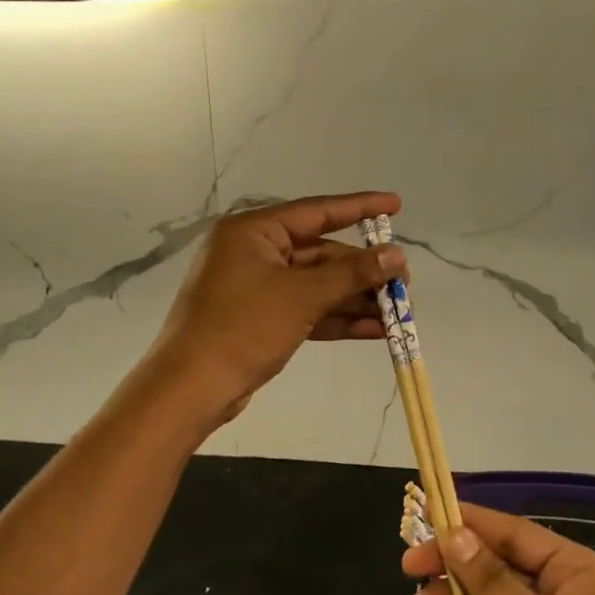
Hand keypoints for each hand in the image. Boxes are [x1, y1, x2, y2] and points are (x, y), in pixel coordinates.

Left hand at [146, 192, 405, 424]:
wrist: (190, 389)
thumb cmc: (242, 328)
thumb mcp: (302, 296)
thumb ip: (352, 274)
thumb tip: (397, 255)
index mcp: (254, 231)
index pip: (318, 211)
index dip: (360, 208)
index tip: (396, 205)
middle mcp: (255, 252)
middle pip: (321, 253)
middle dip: (363, 271)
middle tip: (404, 281)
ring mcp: (257, 287)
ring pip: (317, 285)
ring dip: (356, 299)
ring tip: (399, 311)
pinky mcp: (261, 319)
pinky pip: (307, 309)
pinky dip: (337, 318)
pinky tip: (376, 330)